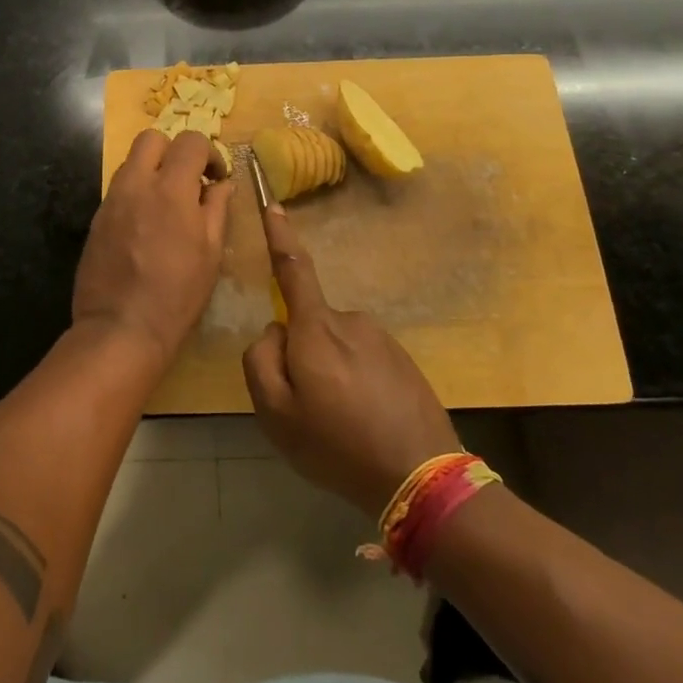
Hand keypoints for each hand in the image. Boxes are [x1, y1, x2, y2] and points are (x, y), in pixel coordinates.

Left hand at [72, 130, 233, 366]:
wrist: (120, 328)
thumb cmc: (177, 294)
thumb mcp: (210, 253)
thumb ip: (216, 209)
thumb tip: (222, 184)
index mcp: (171, 189)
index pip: (190, 141)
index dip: (210, 153)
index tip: (217, 179)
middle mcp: (137, 184)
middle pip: (152, 138)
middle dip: (174, 150)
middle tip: (188, 181)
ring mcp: (112, 199)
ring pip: (132, 161)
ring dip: (152, 170)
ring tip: (167, 204)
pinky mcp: (97, 218)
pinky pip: (119, 188)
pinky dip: (136, 192)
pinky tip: (146, 225)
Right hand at [242, 203, 459, 517]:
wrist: (422, 477)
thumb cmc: (337, 445)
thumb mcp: (276, 414)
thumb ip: (260, 362)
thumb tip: (274, 331)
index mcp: (316, 329)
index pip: (293, 269)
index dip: (280, 236)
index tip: (274, 205)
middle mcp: (350, 321)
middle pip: (309, 324)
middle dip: (301, 354)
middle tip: (308, 409)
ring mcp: (381, 339)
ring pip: (336, 346)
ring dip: (330, 372)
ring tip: (341, 423)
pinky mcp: (403, 359)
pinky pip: (363, 361)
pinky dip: (356, 384)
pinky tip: (366, 422)